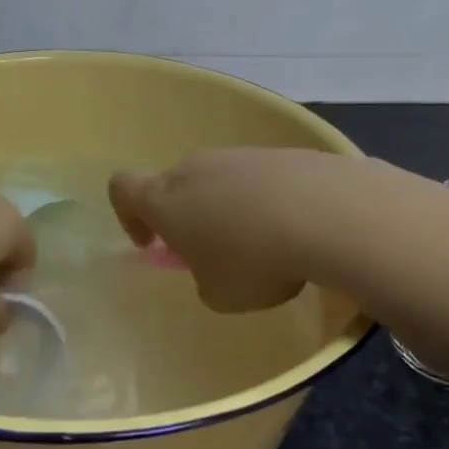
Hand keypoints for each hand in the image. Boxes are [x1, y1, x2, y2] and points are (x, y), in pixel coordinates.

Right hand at [108, 149, 345, 312]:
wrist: (326, 212)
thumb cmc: (254, 261)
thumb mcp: (219, 295)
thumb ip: (204, 280)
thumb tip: (213, 267)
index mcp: (165, 199)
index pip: (123, 187)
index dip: (129, 215)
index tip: (152, 243)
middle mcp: (196, 168)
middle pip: (175, 184)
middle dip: (187, 217)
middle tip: (213, 254)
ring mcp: (239, 155)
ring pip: (220, 181)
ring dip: (229, 210)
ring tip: (264, 247)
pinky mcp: (280, 153)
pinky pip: (260, 179)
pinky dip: (267, 202)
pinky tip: (295, 230)